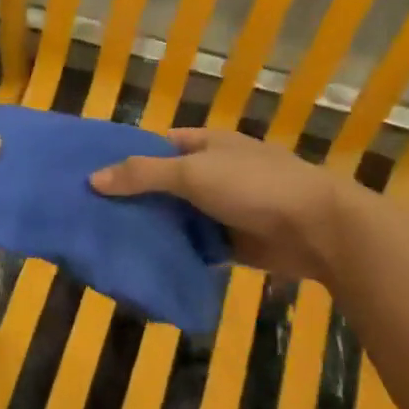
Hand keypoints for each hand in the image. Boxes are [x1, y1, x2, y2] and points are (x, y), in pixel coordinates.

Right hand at [91, 128, 346, 283]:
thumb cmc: (254, 186)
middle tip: (90, 215)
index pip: (155, 146)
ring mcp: (221, 208)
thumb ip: (143, 174)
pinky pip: (193, 245)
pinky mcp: (230, 242)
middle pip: (162, 183)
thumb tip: (93, 179)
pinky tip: (143, 263)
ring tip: (107, 241)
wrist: (318, 229)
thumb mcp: (192, 172)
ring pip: (176, 216)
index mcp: (204, 144)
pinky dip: (173, 252)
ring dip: (152, 228)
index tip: (90, 175)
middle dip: (133, 198)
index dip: (125, 157)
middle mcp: (210, 173)